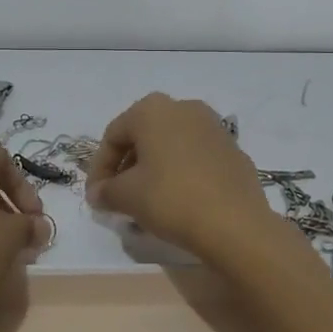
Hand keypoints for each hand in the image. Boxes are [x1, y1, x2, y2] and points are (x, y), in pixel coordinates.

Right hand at [85, 94, 276, 260]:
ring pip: (170, 145)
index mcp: (152, 110)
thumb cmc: (171, 199)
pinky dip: (180, 172)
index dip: (99, 168)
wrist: (236, 224)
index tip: (96, 197)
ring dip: (153, 169)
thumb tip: (98, 194)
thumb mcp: (127, 196)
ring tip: (146, 200)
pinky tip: (177, 200)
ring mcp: (212, 126)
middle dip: (126, 166)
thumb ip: (106, 191)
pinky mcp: (233, 149)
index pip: (113, 136)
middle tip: (118, 196)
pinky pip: (195, 157)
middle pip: (142, 136)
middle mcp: (183, 107)